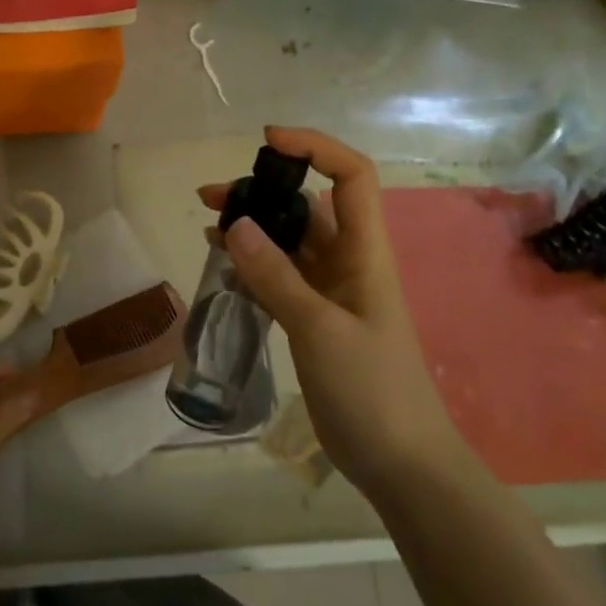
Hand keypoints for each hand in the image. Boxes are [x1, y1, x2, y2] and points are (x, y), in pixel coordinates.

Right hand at [200, 126, 457, 486]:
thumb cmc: (372, 389)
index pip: (351, 177)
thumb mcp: (320, 329)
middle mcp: (348, 263)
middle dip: (264, 191)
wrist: (400, 463)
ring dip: (253, 229)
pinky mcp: (313, 320)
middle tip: (210, 196)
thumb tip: (235, 223)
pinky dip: (252, 266)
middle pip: (309, 207)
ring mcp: (330, 293)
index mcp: (365, 253)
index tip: (267, 141)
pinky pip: (279, 278)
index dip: (315, 148)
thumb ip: (276, 276)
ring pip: (289, 243)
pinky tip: (222, 264)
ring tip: (206, 224)